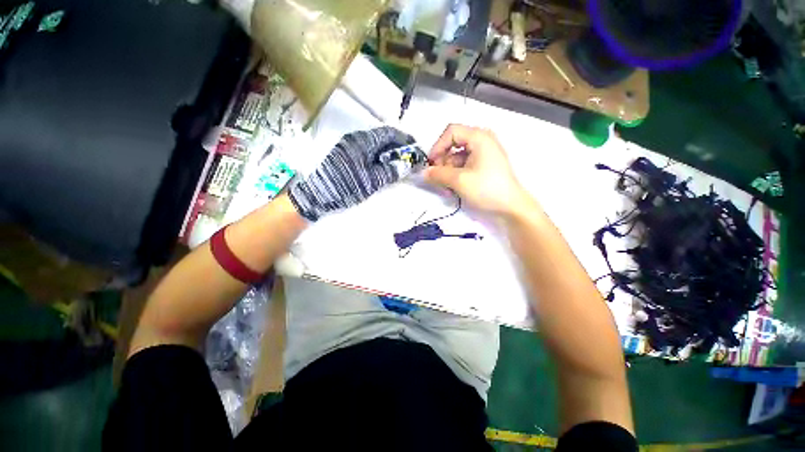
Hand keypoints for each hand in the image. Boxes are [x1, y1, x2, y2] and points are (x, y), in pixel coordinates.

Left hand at [289, 126, 425, 220]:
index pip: (389, 133)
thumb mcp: (371, 181)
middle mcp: (355, 139)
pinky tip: (382, 167)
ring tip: (399, 164)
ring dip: (388, 152)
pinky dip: (379, 157)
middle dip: (398, 146)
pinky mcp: (345, 155)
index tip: (416, 148)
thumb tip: (408, 165)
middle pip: (382, 138)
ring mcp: (349, 147)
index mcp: (363, 141)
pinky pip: (367, 151)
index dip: (405, 139)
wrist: (315, 195)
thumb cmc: (344, 186)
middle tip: (409, 158)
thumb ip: (391, 172)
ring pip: (374, 145)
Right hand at [424, 124, 533, 217]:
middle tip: (437, 178)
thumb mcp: (459, 181)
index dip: (437, 146)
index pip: (451, 132)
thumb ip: (438, 174)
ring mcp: (484, 155)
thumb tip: (423, 173)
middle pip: (453, 145)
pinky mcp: (484, 166)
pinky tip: (453, 189)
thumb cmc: (486, 189)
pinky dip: (456, 176)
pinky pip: (464, 166)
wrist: (511, 208)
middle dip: (442, 162)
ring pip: (457, 158)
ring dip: (448, 172)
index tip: (431, 163)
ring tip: (446, 189)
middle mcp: (482, 141)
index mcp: (479, 137)